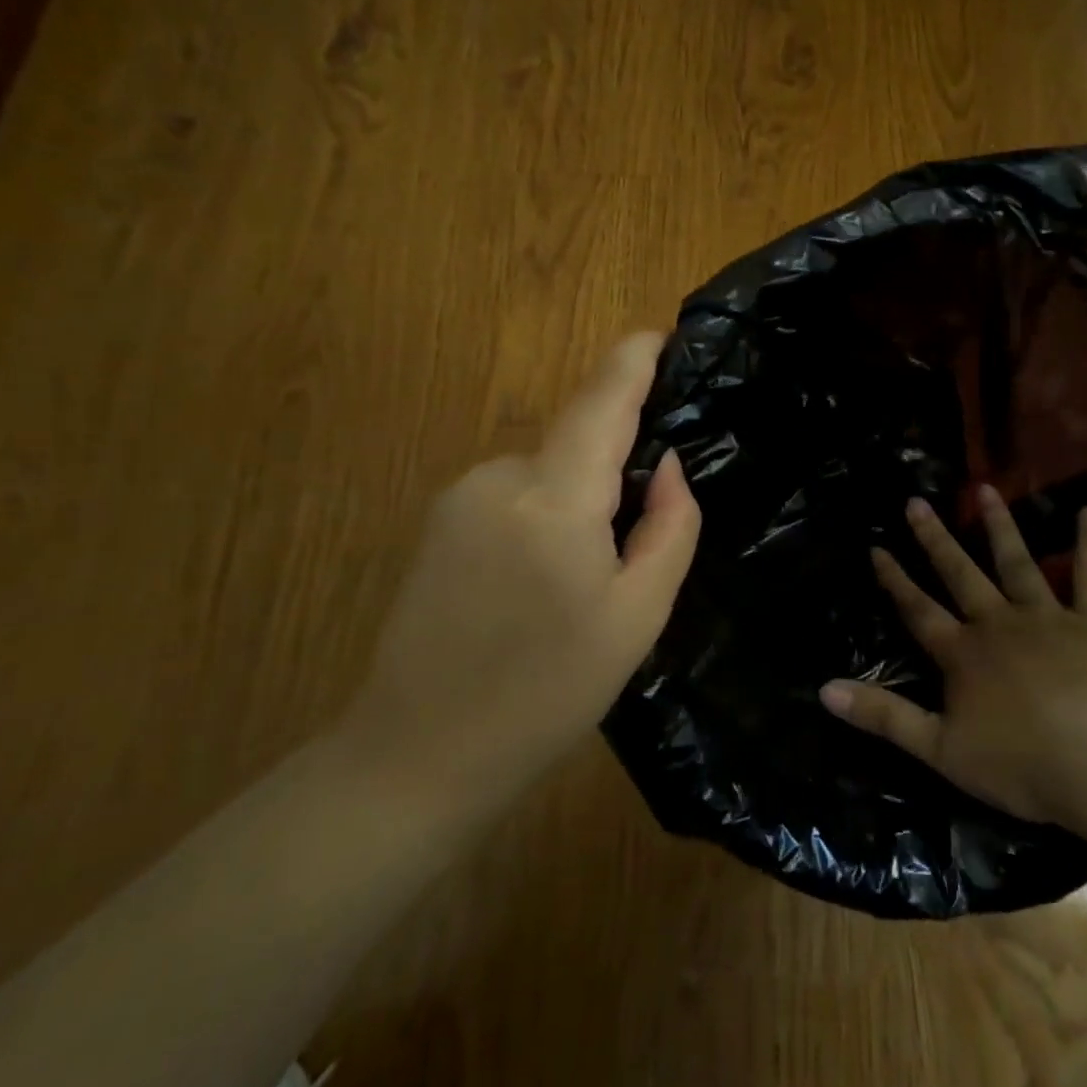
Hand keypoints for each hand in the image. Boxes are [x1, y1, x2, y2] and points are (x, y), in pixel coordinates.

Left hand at [342, 332, 700, 802]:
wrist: (418, 753)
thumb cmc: (547, 693)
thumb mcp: (636, 617)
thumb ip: (668, 527)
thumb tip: (667, 465)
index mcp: (553, 500)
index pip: (601, 402)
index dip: (633, 359)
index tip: (661, 333)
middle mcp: (499, 478)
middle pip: (578, 444)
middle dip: (615, 471)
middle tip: (633, 548)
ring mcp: (460, 497)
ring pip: (548, 474)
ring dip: (578, 504)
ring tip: (580, 584)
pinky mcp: (440, 520)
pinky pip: (515, 495)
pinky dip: (544, 517)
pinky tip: (537, 585)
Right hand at [820, 487, 1086, 833]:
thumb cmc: (1023, 765)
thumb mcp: (940, 749)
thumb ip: (883, 715)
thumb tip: (824, 689)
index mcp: (963, 653)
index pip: (918, 610)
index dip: (895, 580)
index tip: (877, 547)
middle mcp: (998, 623)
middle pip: (960, 574)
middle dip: (935, 538)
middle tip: (916, 502)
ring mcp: (1048, 618)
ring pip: (1016, 562)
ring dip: (999, 526)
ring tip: (984, 489)